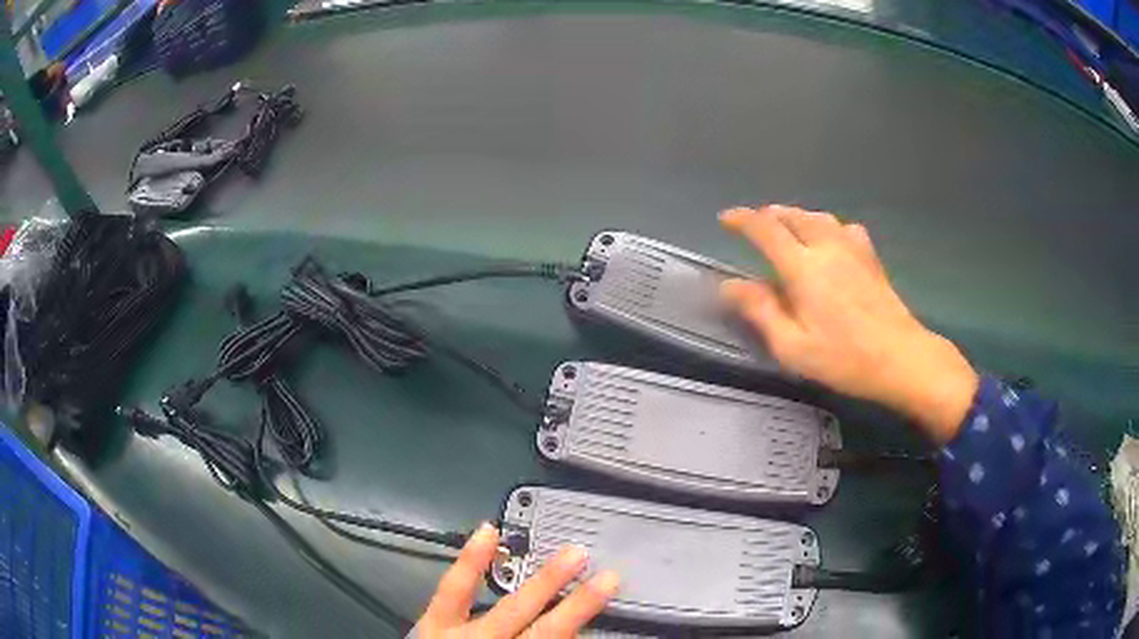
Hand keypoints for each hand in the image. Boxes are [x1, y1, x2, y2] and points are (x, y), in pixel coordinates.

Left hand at [415, 523, 618, 637]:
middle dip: (578, 605)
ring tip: (573, 554)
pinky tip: (487, 531)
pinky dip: (471, 561)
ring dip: (544, 583)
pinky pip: (453, 589)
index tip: (610, 600)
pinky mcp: (432, 623)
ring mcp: (462, 636)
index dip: (583, 622)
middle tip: (608, 576)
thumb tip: (571, 635)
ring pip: (511, 608)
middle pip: (546, 631)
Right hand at [719, 205, 977, 442]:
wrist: (901, 358)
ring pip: (819, 216)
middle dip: (768, 215)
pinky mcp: (871, 257)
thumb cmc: (845, 358)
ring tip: (786, 225)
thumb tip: (730, 285)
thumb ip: (761, 312)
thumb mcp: (794, 347)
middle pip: (793, 215)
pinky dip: (828, 226)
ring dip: (796, 215)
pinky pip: (844, 227)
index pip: (766, 229)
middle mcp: (827, 247)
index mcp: (804, 268)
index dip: (742, 220)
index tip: (726, 220)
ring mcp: (853, 249)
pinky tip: (830, 239)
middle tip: (754, 226)